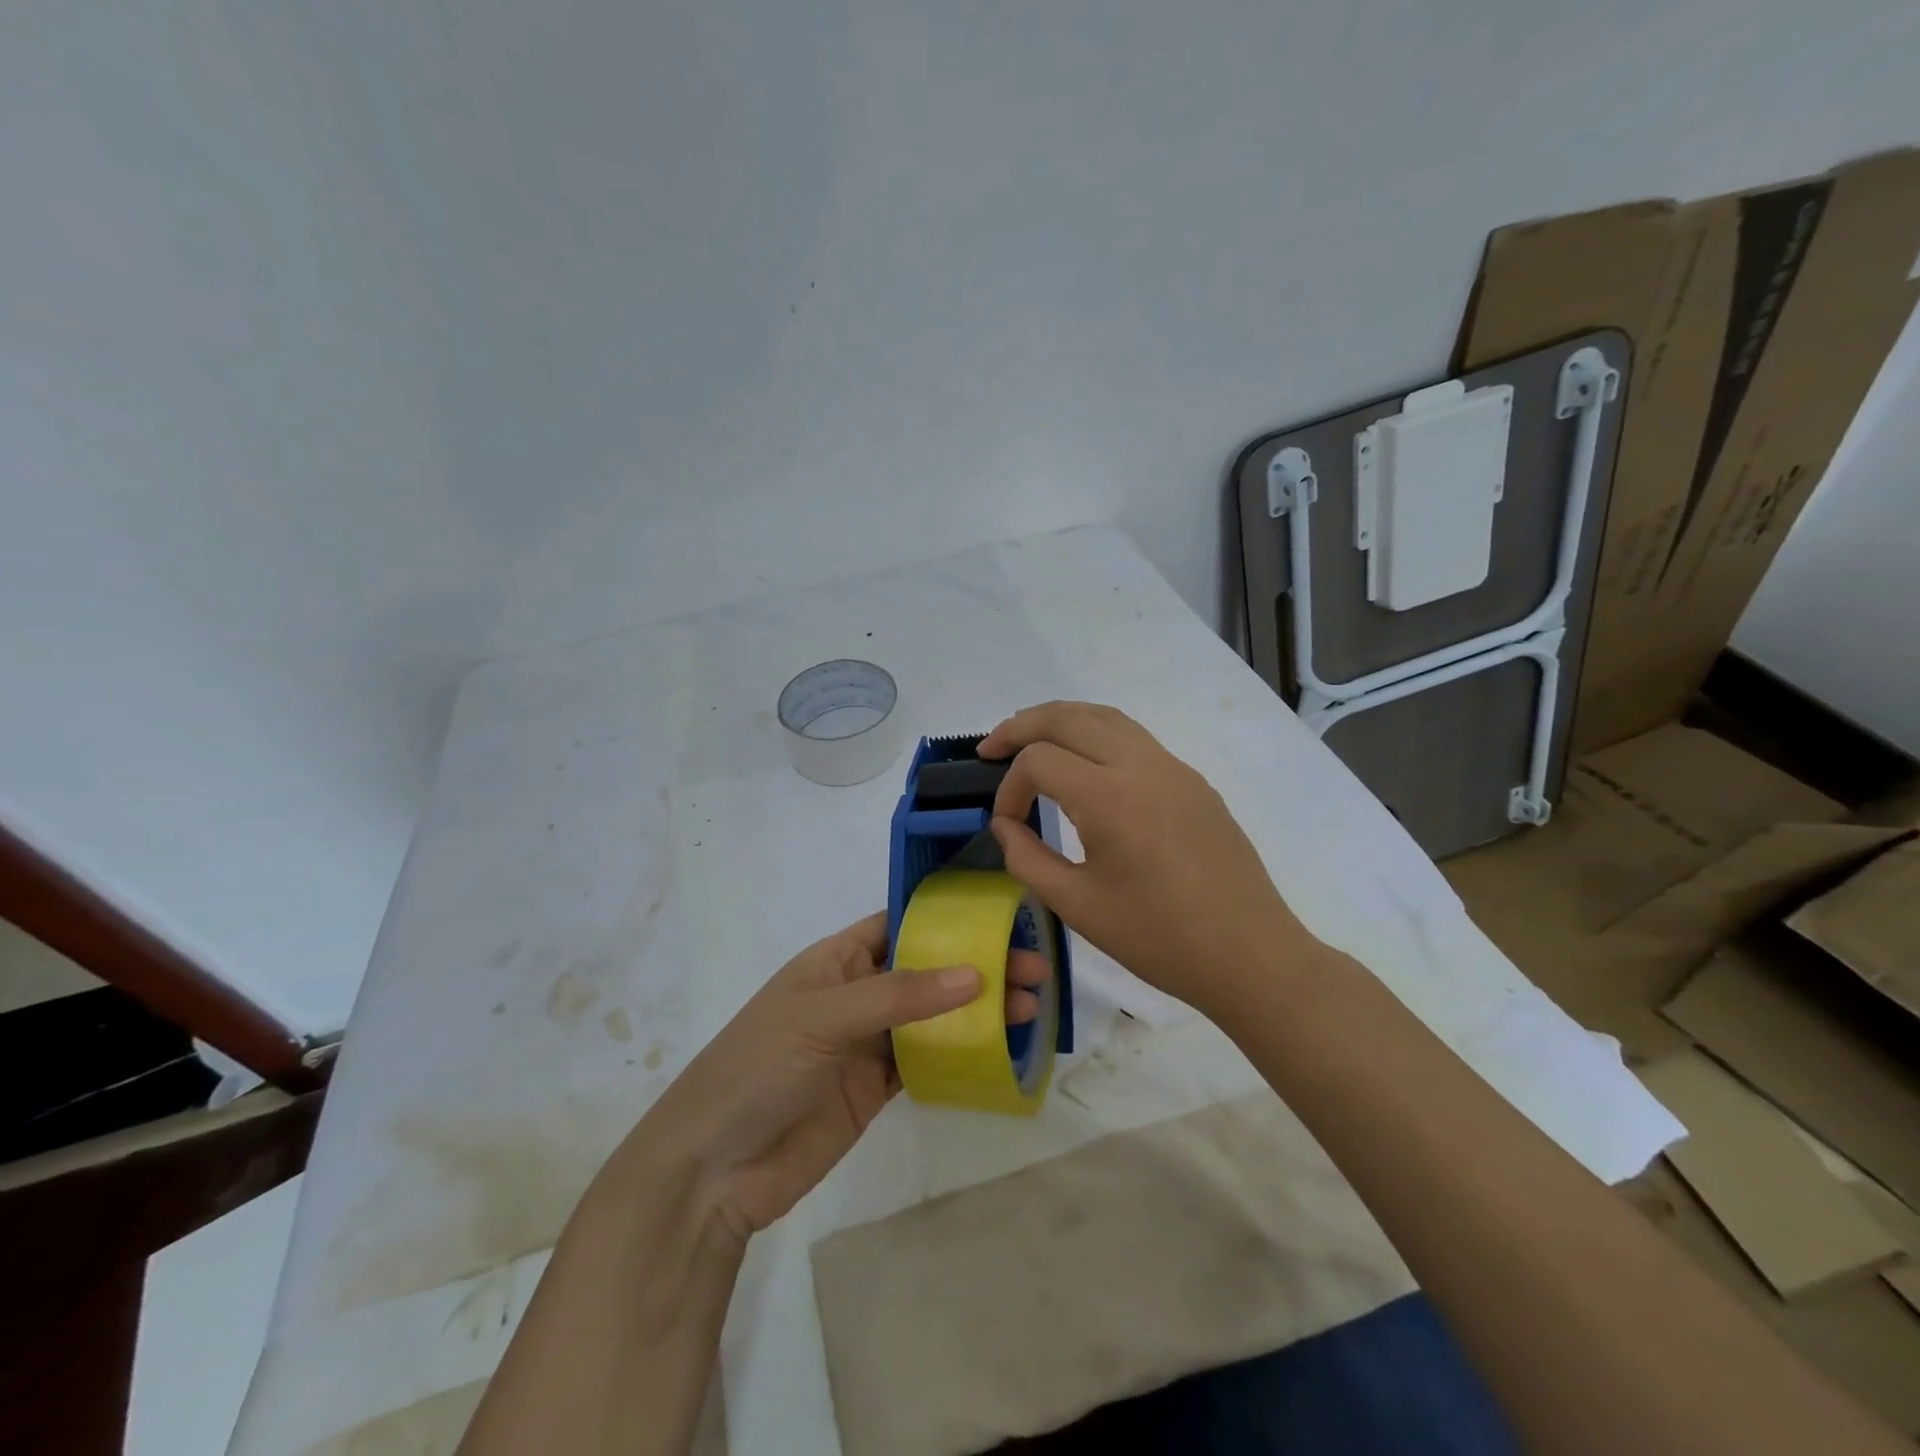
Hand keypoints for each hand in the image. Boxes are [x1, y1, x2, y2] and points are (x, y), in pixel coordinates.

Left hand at [622, 913, 1046, 1245]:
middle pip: (927, 971)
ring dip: (977, 1009)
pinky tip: (999, 1047)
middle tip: (1033, 967)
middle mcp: (857, 994)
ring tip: (1030, 1006)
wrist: (714, 1168)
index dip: (947, 918)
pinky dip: (961, 1053)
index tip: (1000, 914)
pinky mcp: (876, 1088)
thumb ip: (899, 996)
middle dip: (976, 966)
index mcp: (837, 960)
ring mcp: (867, 1043)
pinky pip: (926, 1061)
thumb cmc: (759, 1067)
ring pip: (933, 1016)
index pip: (900, 924)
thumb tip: (975, 973)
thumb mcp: (824, 1017)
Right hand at [980, 702, 1315, 1013]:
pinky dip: (1096, 735)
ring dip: (1060, 720)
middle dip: (1021, 726)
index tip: (1005, 824)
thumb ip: (1027, 859)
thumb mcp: (1077, 906)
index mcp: (1109, 796)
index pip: (1038, 760)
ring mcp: (1173, 767)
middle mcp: (1141, 765)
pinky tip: (1085, 766)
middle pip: (1068, 717)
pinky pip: (1135, 737)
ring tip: (1030, 740)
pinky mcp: (1192, 781)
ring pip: (1105, 717)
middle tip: (990, 747)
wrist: (1250, 955)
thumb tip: (1004, 826)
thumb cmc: (1159, 938)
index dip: (1009, 787)